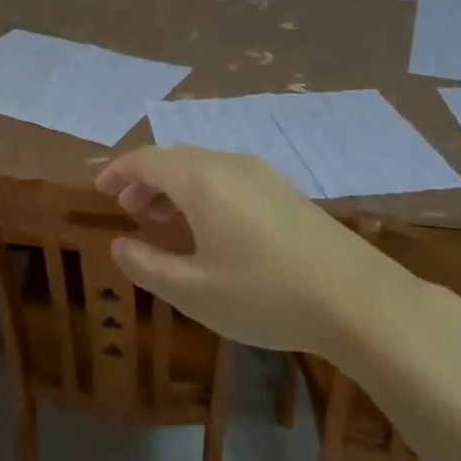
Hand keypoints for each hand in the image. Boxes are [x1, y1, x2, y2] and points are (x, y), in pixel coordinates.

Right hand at [96, 146, 455, 364]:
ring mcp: (263, 175)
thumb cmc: (266, 295)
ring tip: (163, 221)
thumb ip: (147, 265)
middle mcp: (230, 165)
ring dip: (174, 187)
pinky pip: (229, 178)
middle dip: (145, 181)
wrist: (360, 301)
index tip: (100, 191)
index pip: (146, 159)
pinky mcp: (286, 192)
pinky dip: (203, 193)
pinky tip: (210, 229)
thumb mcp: (194, 290)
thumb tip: (119, 245)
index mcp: (202, 180)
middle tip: (129, 212)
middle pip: (175, 159)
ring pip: (204, 167)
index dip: (118, 172)